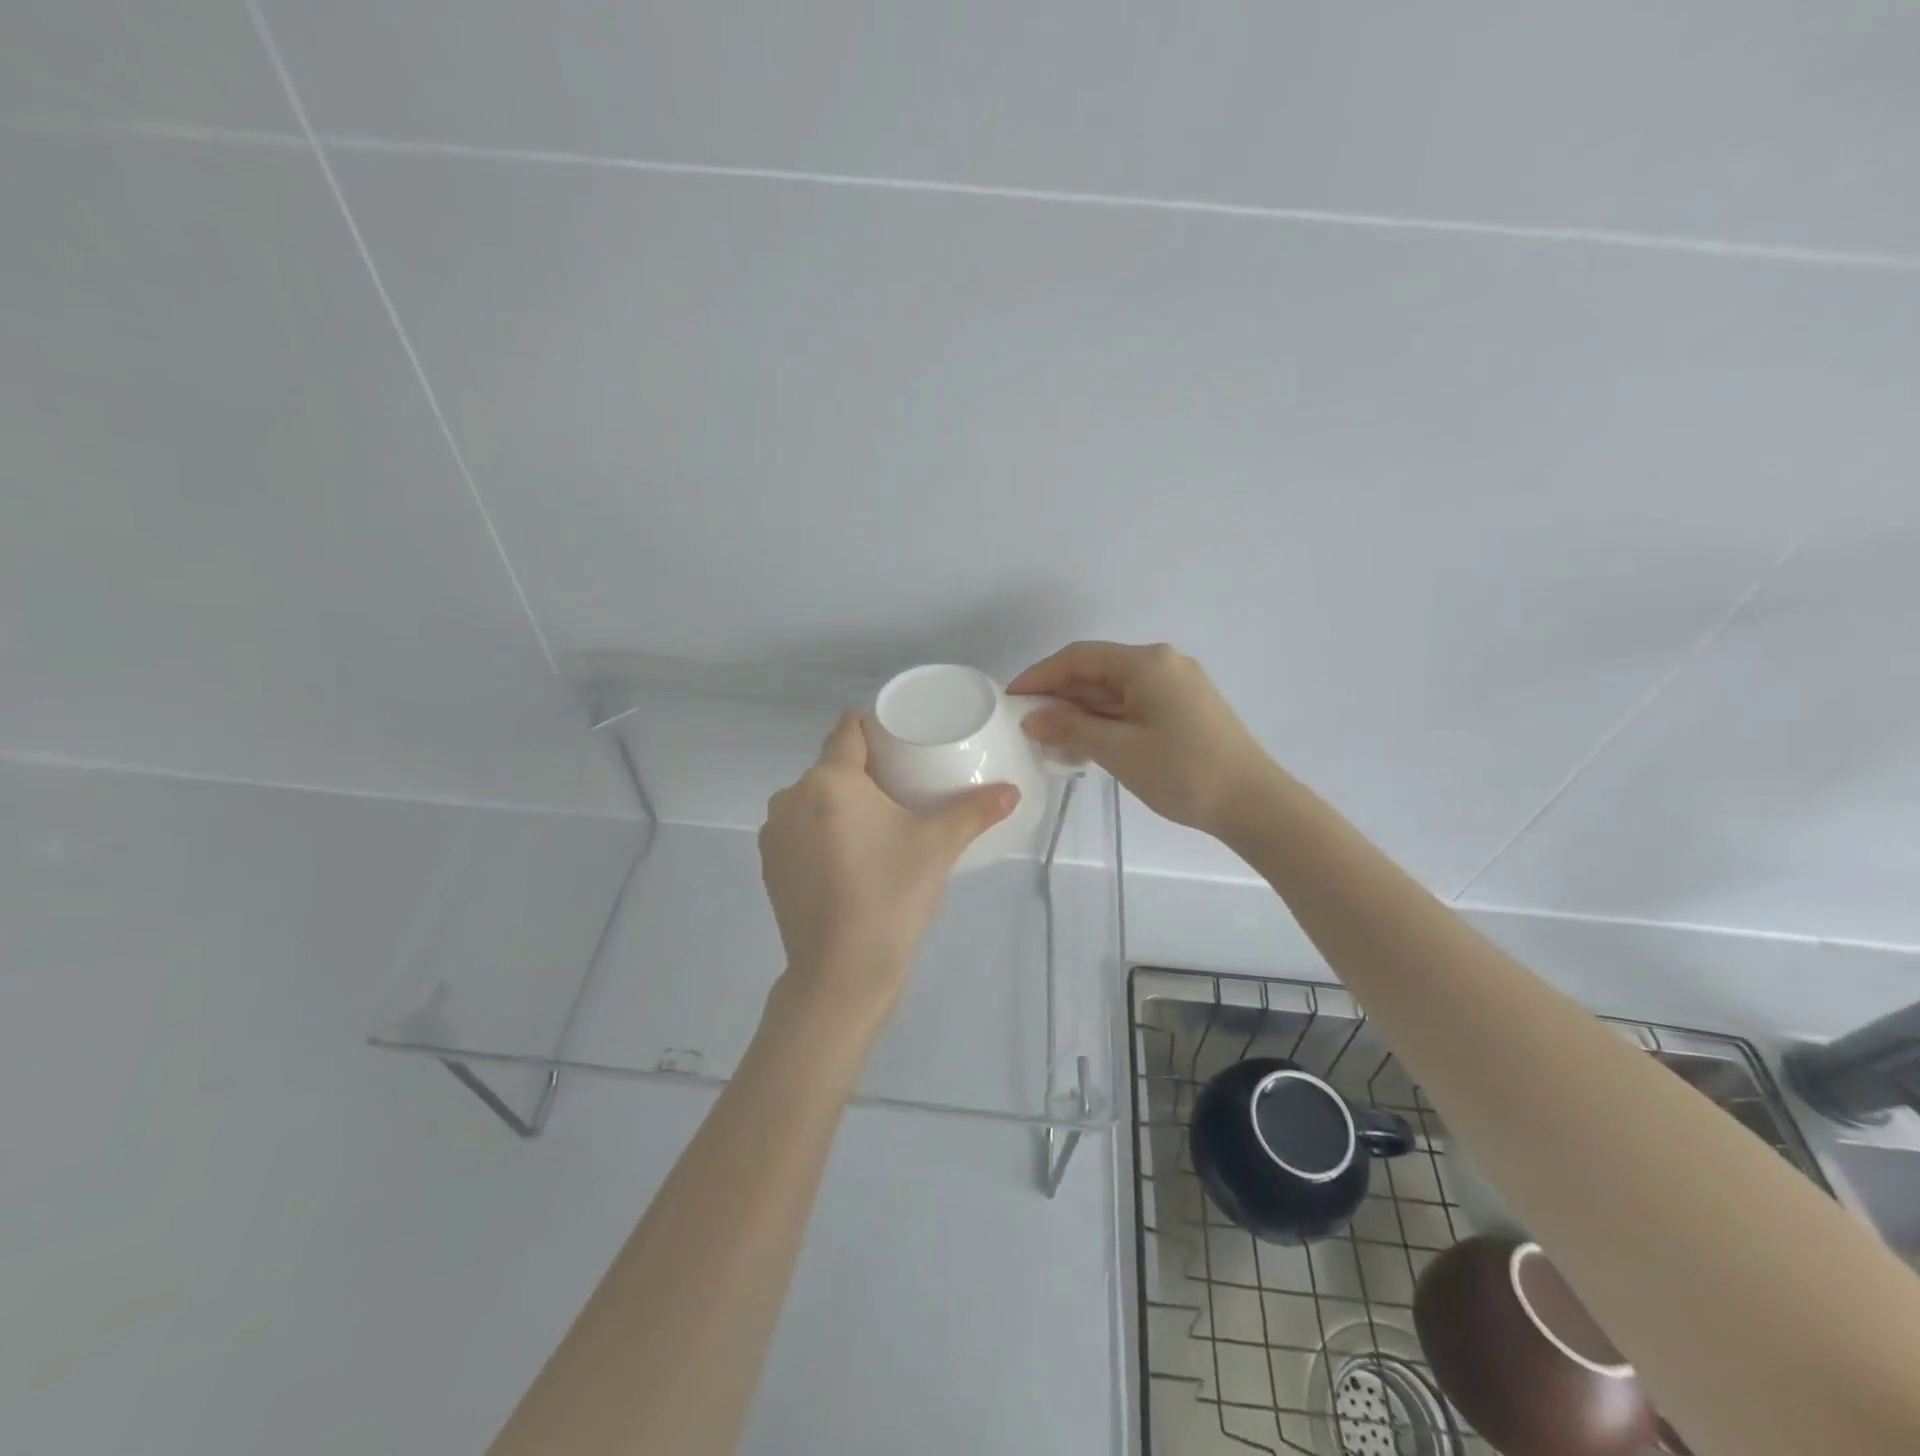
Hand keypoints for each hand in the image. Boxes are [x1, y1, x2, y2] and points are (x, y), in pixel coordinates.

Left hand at [758, 711, 1018, 1020]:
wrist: (841, 972)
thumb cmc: (891, 894)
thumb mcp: (938, 847)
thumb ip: (975, 811)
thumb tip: (1012, 792)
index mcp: (829, 780)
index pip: (848, 729)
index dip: (874, 726)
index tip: (900, 737)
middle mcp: (791, 796)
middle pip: (831, 765)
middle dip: (863, 770)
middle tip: (902, 786)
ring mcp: (774, 833)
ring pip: (812, 798)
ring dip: (839, 802)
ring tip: (876, 824)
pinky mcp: (769, 866)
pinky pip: (799, 830)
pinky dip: (820, 832)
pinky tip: (847, 857)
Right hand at [1009, 641, 1277, 840]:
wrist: (1254, 803)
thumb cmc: (1182, 771)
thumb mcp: (1118, 750)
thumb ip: (1070, 728)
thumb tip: (1032, 717)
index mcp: (1147, 663)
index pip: (1080, 657)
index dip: (1041, 675)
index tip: (1012, 699)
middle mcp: (1163, 663)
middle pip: (1098, 670)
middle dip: (1060, 694)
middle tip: (1026, 722)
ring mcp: (1178, 686)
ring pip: (1116, 689)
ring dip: (1082, 709)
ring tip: (1050, 737)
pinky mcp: (1186, 708)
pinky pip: (1134, 704)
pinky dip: (1107, 719)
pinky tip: (1087, 742)